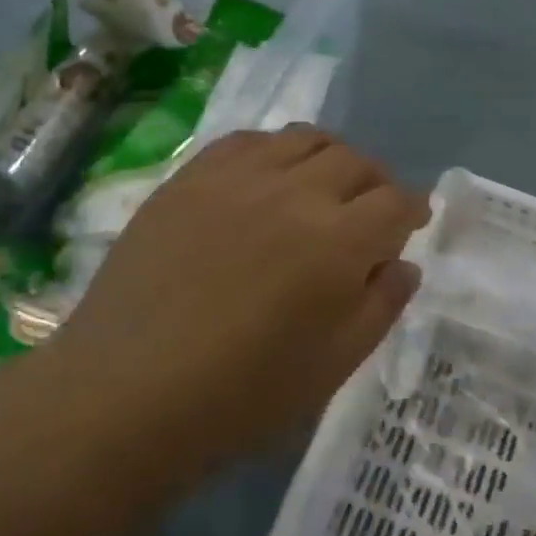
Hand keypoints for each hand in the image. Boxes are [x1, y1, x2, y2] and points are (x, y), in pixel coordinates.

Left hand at [52, 127, 429, 470]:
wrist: (124, 394)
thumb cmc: (240, 396)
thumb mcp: (332, 366)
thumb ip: (380, 306)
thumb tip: (403, 263)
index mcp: (338, 241)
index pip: (395, 202)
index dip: (411, 210)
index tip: (411, 222)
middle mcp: (295, 192)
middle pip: (355, 161)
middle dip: (376, 182)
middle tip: (370, 209)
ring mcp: (238, 177)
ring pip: (305, 139)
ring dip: (329, 158)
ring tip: (322, 186)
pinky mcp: (192, 176)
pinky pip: (249, 140)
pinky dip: (275, 151)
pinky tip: (267, 179)